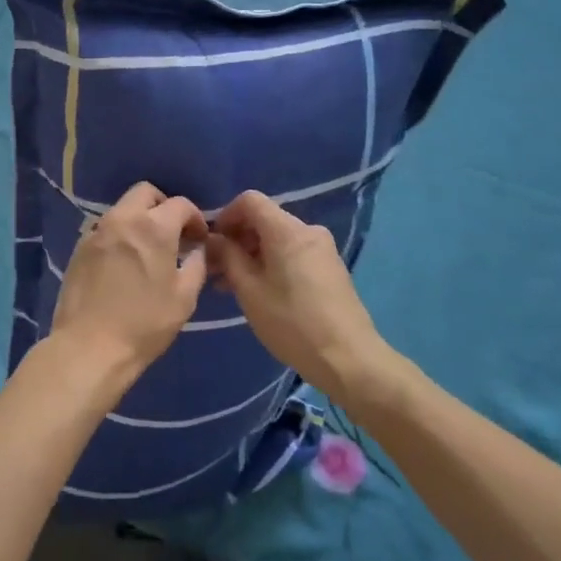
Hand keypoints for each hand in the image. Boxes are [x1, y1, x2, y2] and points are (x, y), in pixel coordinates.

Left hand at [48, 182, 208, 384]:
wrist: (89, 347)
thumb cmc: (144, 324)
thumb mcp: (184, 298)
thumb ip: (196, 265)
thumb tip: (197, 251)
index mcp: (153, 227)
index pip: (180, 204)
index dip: (195, 218)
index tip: (199, 239)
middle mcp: (122, 219)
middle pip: (145, 193)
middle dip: (163, 206)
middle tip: (173, 234)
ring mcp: (96, 231)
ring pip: (122, 209)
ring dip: (139, 219)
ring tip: (148, 250)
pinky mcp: (79, 248)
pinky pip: (105, 229)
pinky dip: (120, 235)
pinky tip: (124, 263)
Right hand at [207, 191, 388, 402]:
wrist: (349, 359)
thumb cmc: (292, 323)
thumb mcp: (249, 291)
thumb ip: (228, 257)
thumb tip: (214, 240)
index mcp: (288, 230)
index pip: (250, 200)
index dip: (226, 215)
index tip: (212, 243)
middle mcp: (308, 231)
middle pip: (264, 219)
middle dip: (237, 239)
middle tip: (216, 269)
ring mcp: (323, 249)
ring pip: (278, 238)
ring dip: (252, 254)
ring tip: (232, 285)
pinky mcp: (329, 268)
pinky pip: (293, 253)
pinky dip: (271, 263)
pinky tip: (260, 291)